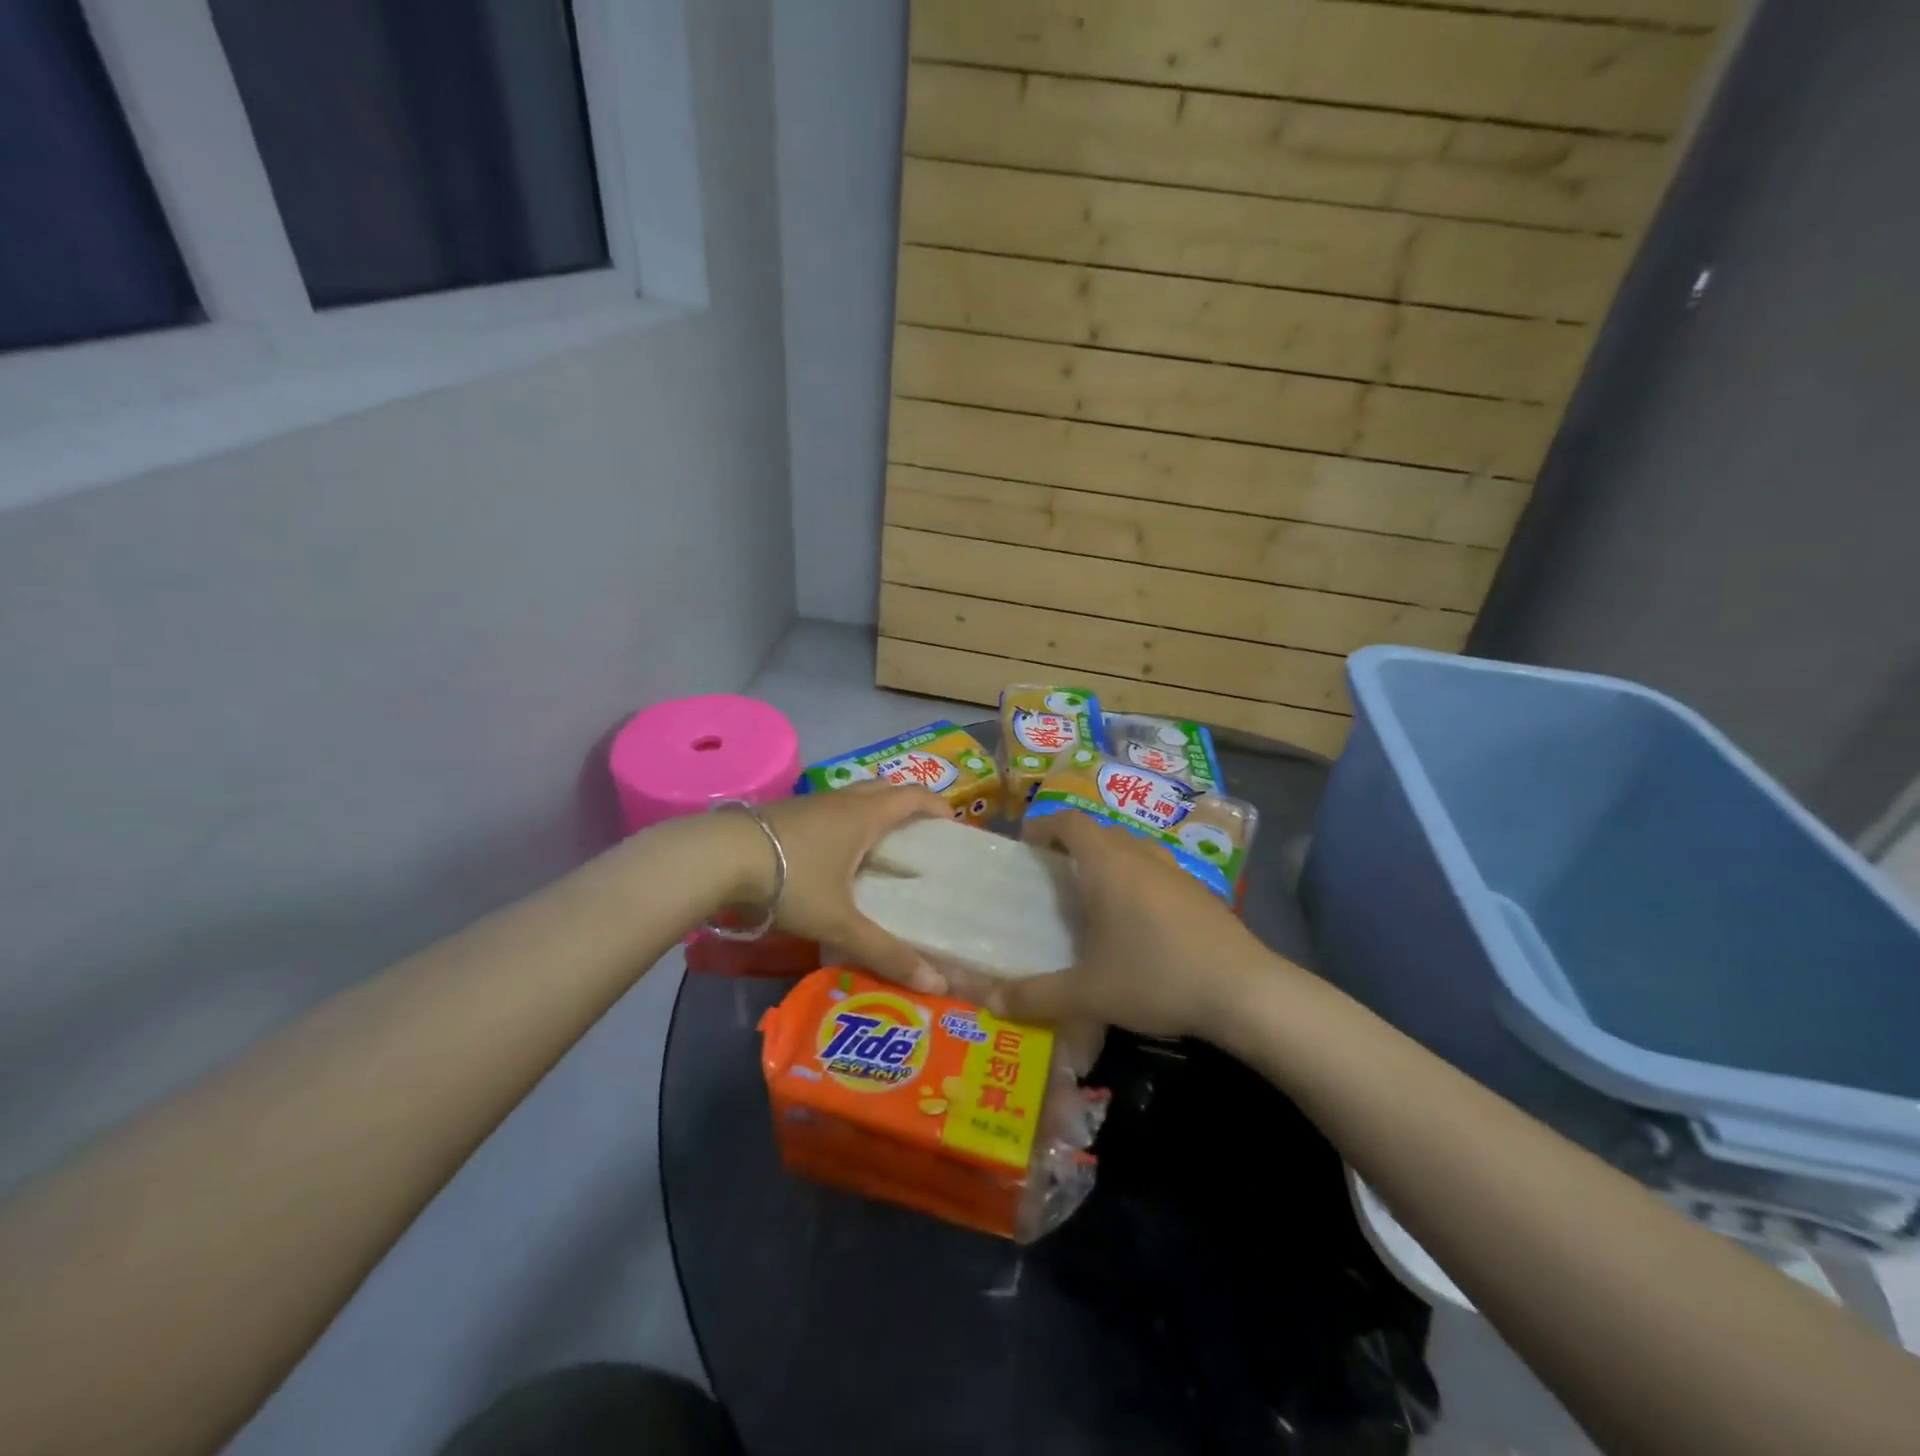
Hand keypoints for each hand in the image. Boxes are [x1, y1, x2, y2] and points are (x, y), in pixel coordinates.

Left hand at [751, 784, 950, 990]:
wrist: (719, 857)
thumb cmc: (791, 879)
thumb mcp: (840, 921)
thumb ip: (885, 952)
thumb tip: (935, 984)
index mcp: (865, 815)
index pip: (914, 796)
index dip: (937, 806)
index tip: (953, 826)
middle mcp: (842, 801)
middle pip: (885, 789)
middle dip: (907, 805)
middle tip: (920, 836)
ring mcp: (811, 804)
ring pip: (854, 798)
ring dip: (873, 812)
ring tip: (880, 849)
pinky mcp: (785, 813)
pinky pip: (829, 811)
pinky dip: (845, 824)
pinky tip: (833, 857)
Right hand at [984, 810, 1281, 1037]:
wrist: (1244, 991)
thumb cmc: (1156, 978)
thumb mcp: (1088, 993)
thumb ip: (1036, 996)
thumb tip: (990, 1002)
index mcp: (1108, 866)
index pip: (1070, 822)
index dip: (1045, 825)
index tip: (1028, 845)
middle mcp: (1141, 857)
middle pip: (1101, 831)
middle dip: (1074, 843)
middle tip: (1055, 873)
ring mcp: (1176, 872)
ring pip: (1133, 849)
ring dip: (1109, 860)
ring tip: (1095, 896)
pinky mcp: (1201, 893)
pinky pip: (1157, 871)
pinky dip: (1138, 880)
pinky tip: (1140, 922)